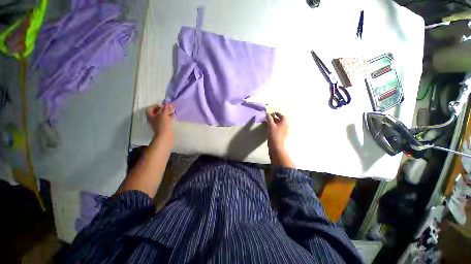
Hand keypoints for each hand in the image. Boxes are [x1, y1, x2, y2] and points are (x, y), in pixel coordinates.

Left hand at [147, 104, 173, 141]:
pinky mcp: (164, 126)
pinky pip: (166, 119)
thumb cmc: (163, 124)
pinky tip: (173, 115)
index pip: (150, 109)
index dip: (155, 106)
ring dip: (166, 112)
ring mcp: (159, 123)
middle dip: (162, 109)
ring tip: (171, 110)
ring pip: (162, 116)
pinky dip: (169, 116)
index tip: (161, 105)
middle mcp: (153, 119)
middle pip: (157, 112)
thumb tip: (166, 103)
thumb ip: (165, 108)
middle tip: (168, 107)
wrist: (165, 135)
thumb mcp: (164, 114)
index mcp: (151, 116)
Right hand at [266, 112, 294, 167]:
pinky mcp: (280, 135)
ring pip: (279, 125)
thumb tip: (268, 114)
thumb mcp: (271, 125)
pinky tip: (269, 128)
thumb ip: (269, 119)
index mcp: (284, 123)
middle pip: (281, 120)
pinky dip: (274, 126)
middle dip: (275, 118)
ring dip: (274, 122)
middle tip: (269, 117)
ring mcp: (283, 132)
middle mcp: (285, 127)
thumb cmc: (274, 135)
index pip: (282, 116)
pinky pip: (277, 129)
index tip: (273, 113)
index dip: (278, 114)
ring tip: (268, 122)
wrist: (276, 146)